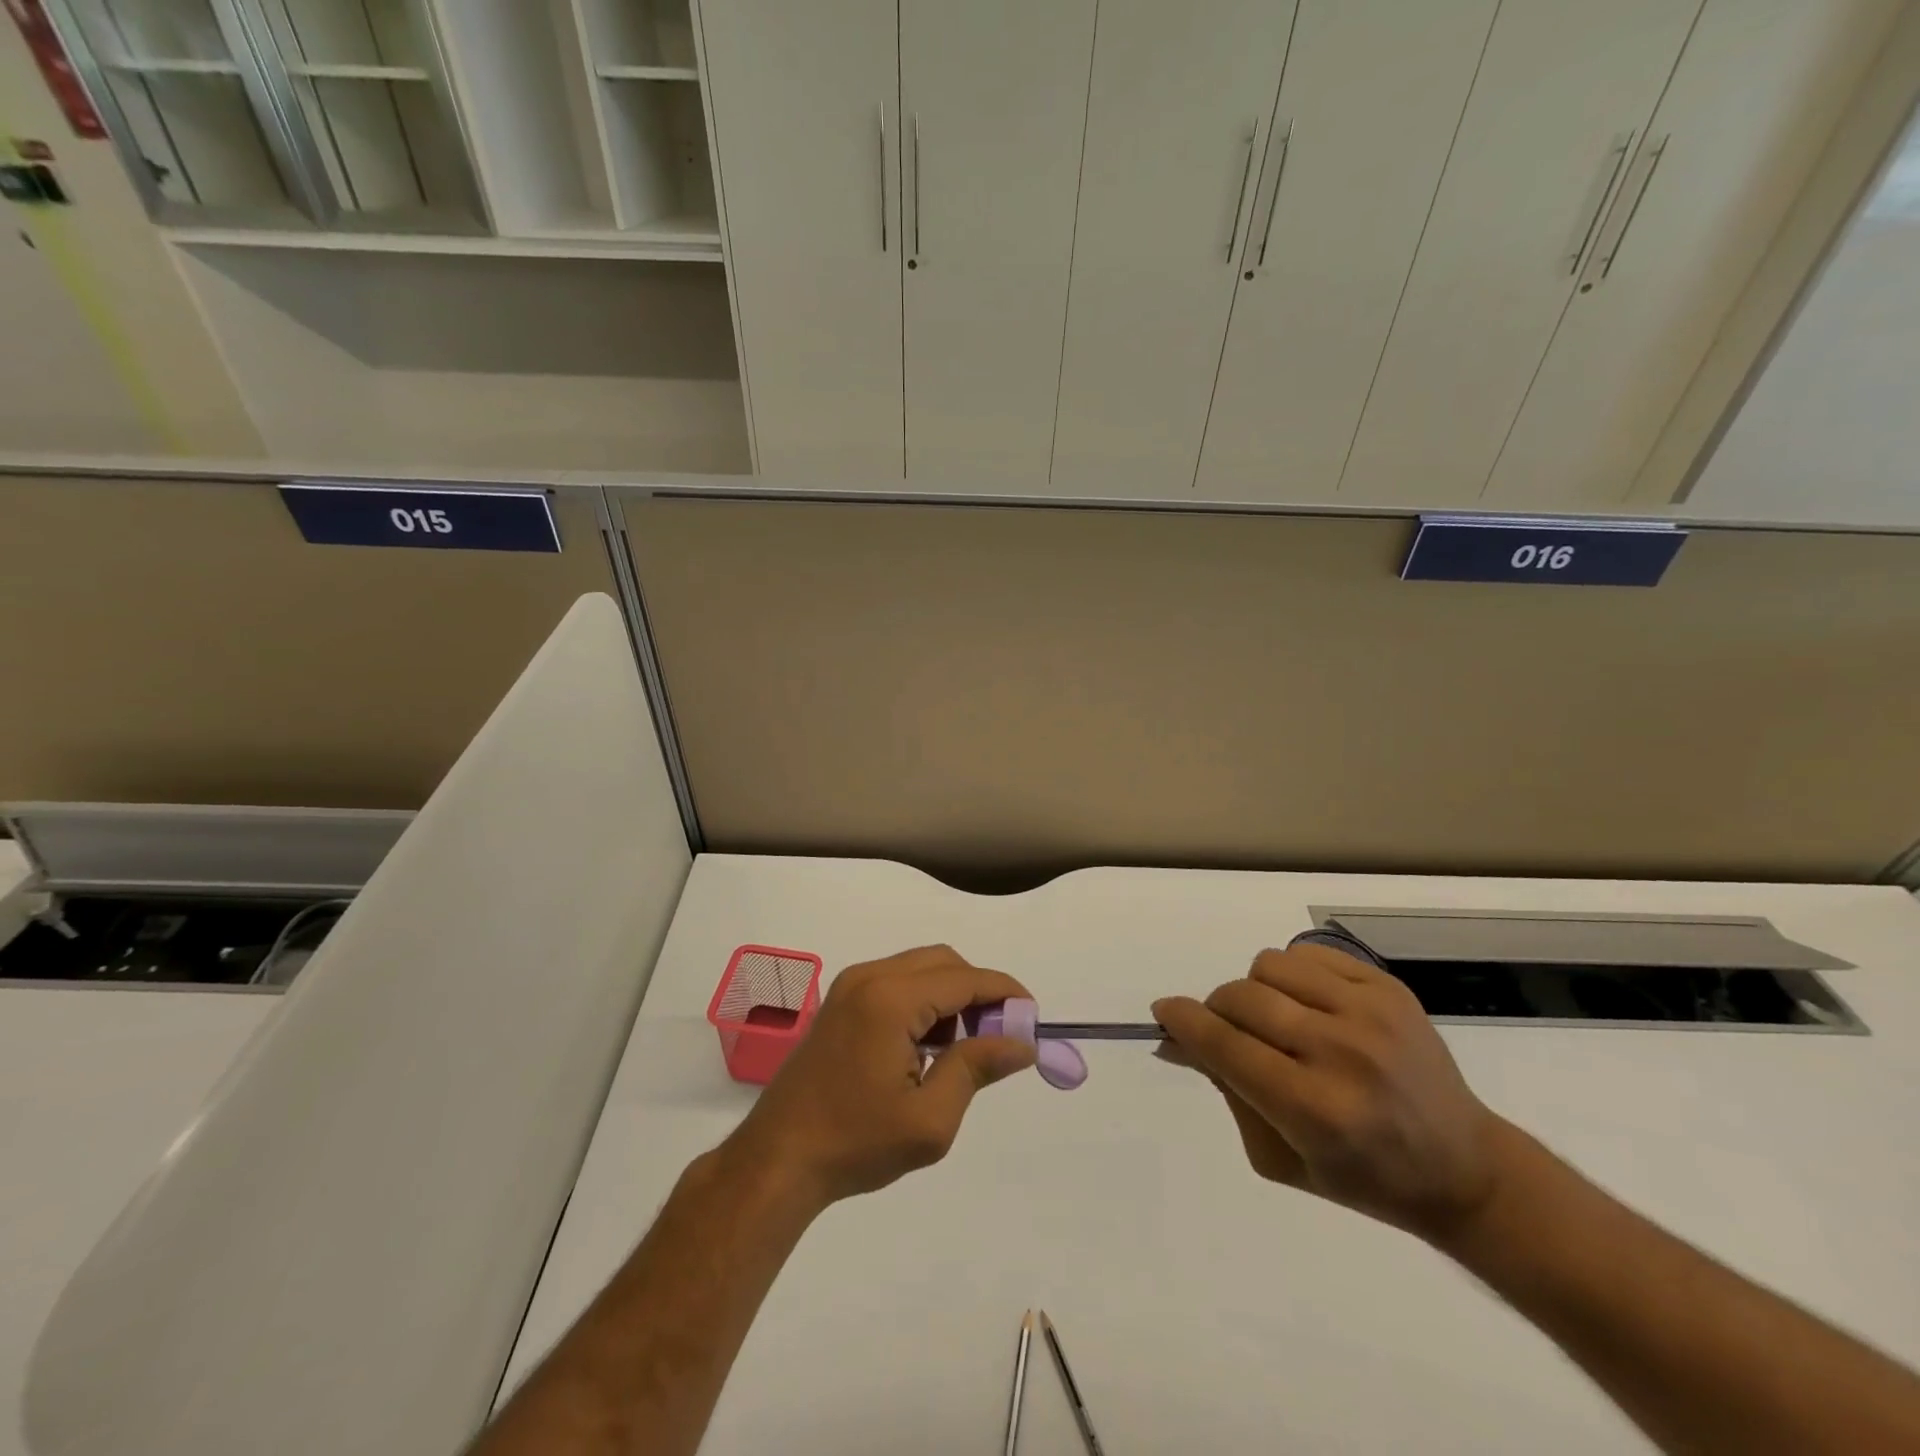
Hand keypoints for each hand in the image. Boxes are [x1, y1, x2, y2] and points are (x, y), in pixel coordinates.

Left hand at [726, 945, 1035, 1209]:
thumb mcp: (929, 1119)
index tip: (1032, 1017)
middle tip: (998, 1036)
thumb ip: (977, 1068)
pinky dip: (924, 1001)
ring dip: (951, 996)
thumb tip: (1021, 1042)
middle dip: (978, 991)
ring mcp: (850, 986)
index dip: (1004, 992)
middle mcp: (870, 977)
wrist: (778, 1158)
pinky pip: (897, 982)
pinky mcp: (841, 1001)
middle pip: (943, 962)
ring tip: (962, 1048)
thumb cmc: (856, 1143)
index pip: (964, 978)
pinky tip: (926, 1047)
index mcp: (891, 999)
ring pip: (920, 968)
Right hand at [1153, 945, 1510, 1242]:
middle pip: (1240, 998)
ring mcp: (1370, 1013)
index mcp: (1314, 1110)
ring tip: (1278, 1021)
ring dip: (1256, 991)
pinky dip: (1292, 976)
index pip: (1225, 1046)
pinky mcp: (1388, 988)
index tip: (1163, 1012)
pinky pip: (1307, 954)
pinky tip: (1310, 1007)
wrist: (1463, 1167)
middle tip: (1226, 1032)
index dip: (1184, 1022)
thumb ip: (1225, 1090)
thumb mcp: (1278, 1156)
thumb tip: (1177, 1039)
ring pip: (1269, 966)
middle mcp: (1341, 1053)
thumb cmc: (1363, 1177)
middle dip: (1216, 1011)